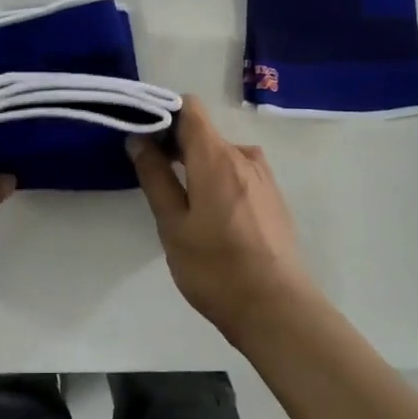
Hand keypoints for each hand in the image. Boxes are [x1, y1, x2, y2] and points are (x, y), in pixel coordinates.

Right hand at [126, 96, 316, 337]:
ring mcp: (264, 177)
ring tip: (181, 201)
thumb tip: (139, 139)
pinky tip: (211, 217)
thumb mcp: (173, 225)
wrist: (278, 310)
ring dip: (197, 164)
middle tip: (151, 174)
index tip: (142, 137)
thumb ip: (155, 177)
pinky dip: (218, 179)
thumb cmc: (216, 268)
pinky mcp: (273, 198)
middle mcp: (244, 157)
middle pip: (204, 132)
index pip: (190, 108)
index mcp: (216, 156)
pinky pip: (238, 173)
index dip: (163, 113)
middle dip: (175, 143)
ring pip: (221, 154)